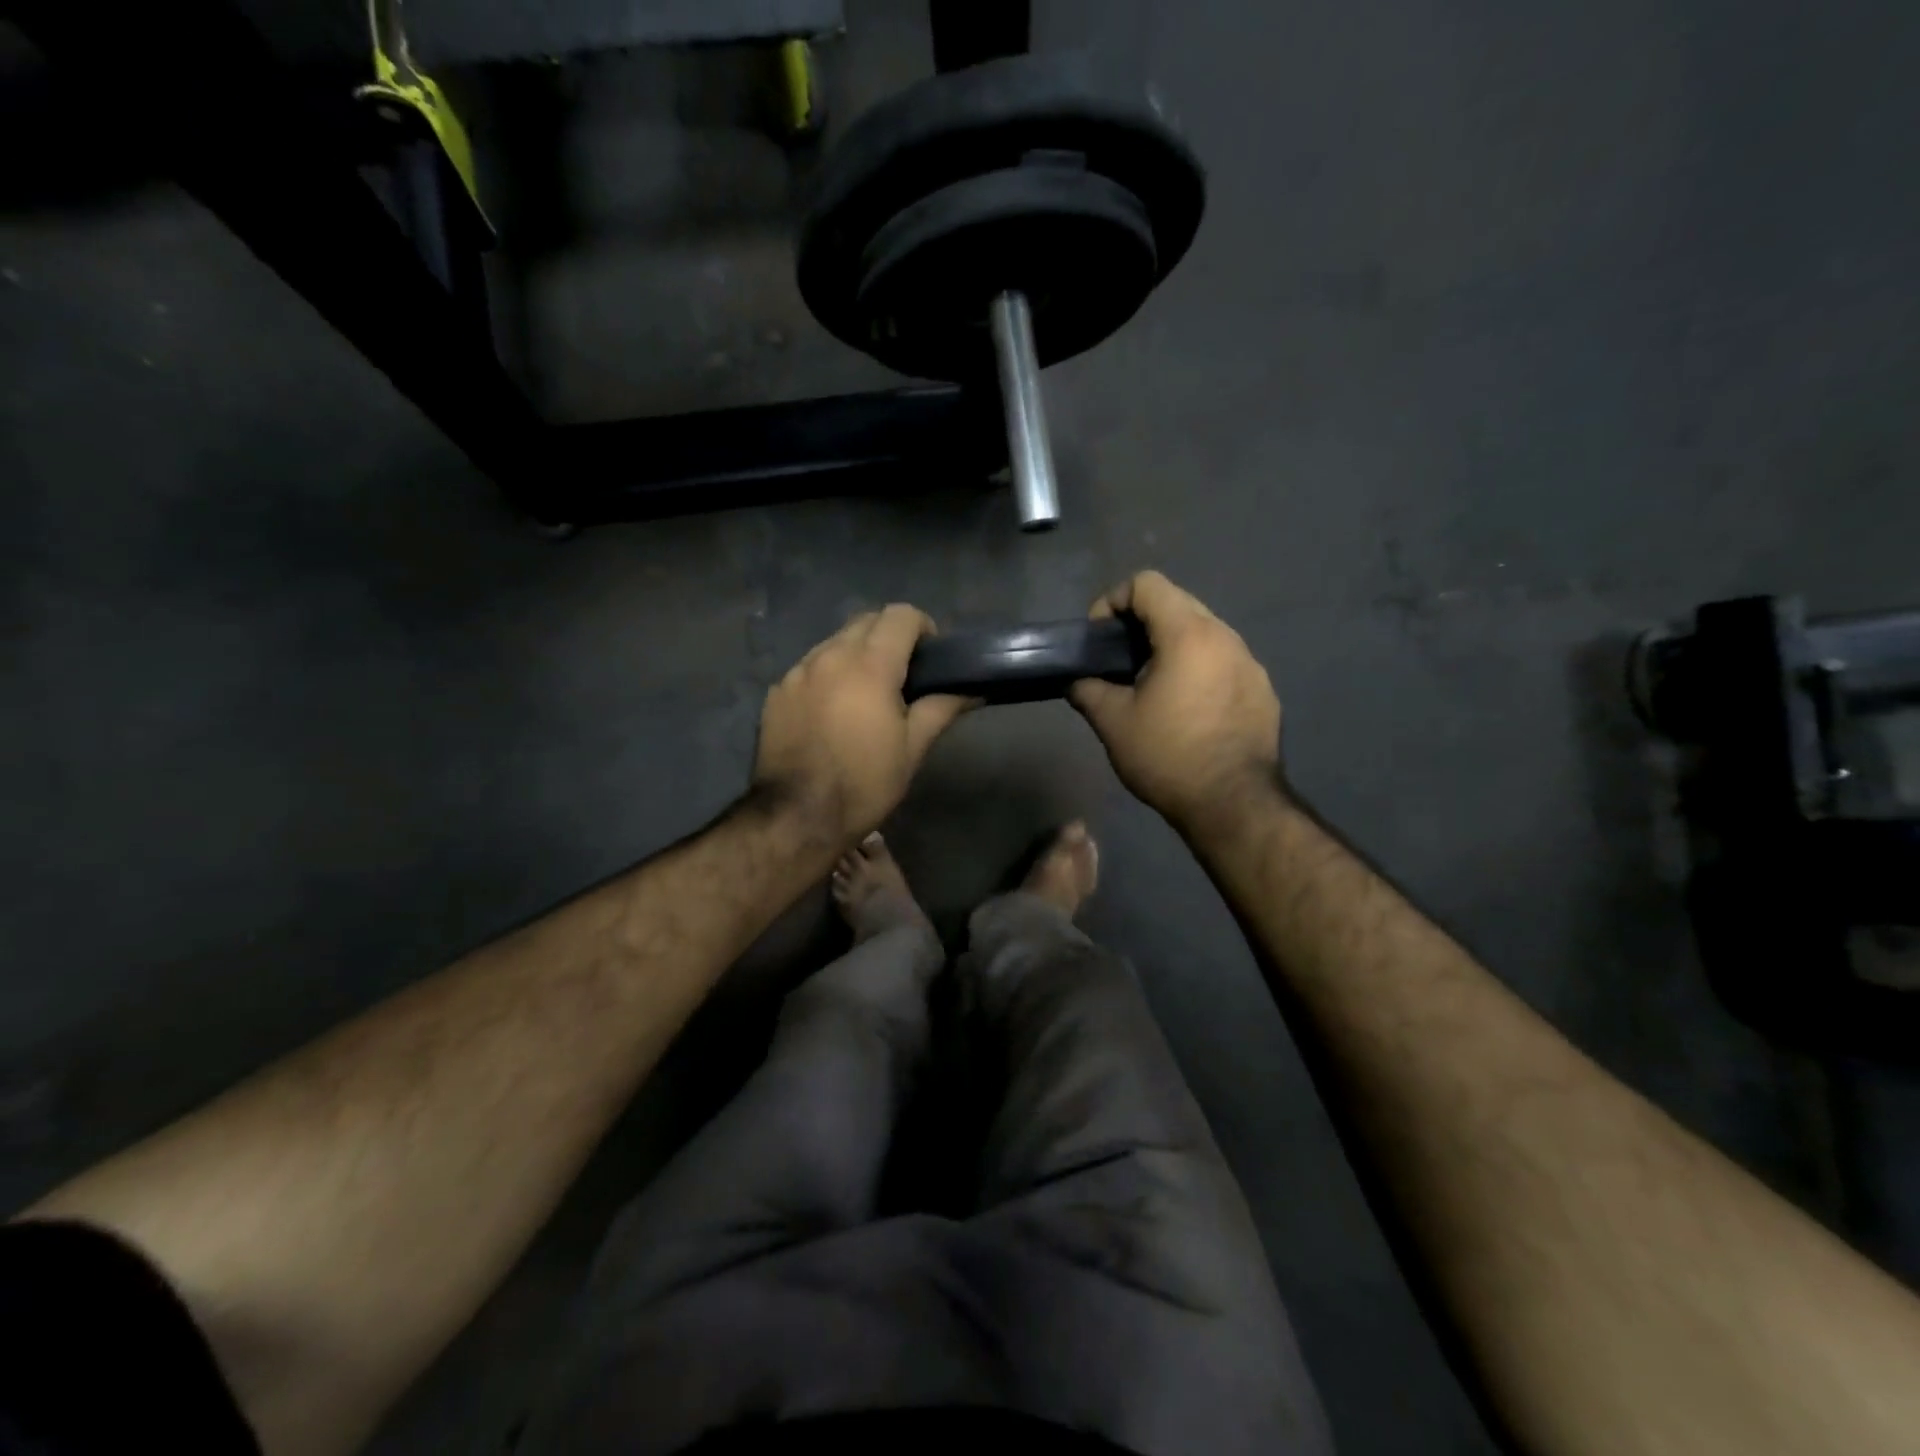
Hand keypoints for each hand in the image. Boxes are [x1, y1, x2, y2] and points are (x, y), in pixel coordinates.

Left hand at [753, 605, 971, 844]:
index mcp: (868, 665)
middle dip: (889, 637)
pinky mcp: (776, 692)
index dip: (922, 628)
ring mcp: (797, 672)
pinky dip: (829, 675)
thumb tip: (973, 689)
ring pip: (835, 642)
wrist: (796, 817)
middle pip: (866, 621)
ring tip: (866, 695)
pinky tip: (833, 712)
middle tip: (903, 677)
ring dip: (857, 654)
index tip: (930, 658)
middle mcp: (829, 656)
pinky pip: (810, 667)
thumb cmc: (864, 783)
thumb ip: (941, 708)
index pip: (900, 615)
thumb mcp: (912, 749)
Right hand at [1070, 572, 1284, 833]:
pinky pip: (1223, 661)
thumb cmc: (1168, 755)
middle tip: (1119, 660)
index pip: (1146, 584)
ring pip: (1203, 632)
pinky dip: (1198, 668)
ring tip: (1152, 684)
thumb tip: (1077, 681)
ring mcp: (1250, 663)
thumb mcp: (1113, 722)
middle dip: (1141, 622)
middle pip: (1177, 603)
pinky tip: (1187, 708)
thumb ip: (1088, 690)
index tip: (1099, 638)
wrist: (1234, 804)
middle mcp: (1225, 637)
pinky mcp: (1263, 690)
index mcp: (1188, 634)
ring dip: (1171, 645)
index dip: (1112, 601)